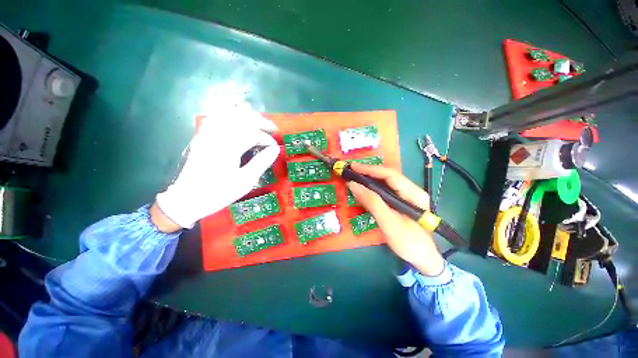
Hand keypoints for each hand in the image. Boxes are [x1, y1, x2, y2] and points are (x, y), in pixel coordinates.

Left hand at [156, 108, 279, 228]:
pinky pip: (216, 117)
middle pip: (242, 117)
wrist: (188, 199)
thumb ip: (262, 162)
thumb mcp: (245, 181)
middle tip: (273, 130)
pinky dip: (230, 116)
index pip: (253, 134)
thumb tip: (276, 149)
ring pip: (228, 114)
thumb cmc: (219, 192)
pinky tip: (238, 122)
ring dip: (247, 116)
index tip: (275, 147)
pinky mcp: (202, 136)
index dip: (267, 139)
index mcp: (228, 147)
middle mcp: (217, 135)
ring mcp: (207, 134)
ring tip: (259, 123)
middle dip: (260, 121)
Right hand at [347, 163, 444, 275]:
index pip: (390, 175)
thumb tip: (353, 185)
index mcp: (414, 194)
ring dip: (369, 179)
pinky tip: (363, 189)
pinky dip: (372, 188)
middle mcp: (412, 190)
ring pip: (385, 182)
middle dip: (368, 172)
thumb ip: (372, 203)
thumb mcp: (389, 223)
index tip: (353, 167)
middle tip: (350, 171)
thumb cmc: (409, 243)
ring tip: (354, 177)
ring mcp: (407, 196)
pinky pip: (385, 190)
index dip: (370, 169)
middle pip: (388, 176)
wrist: (423, 259)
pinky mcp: (402, 202)